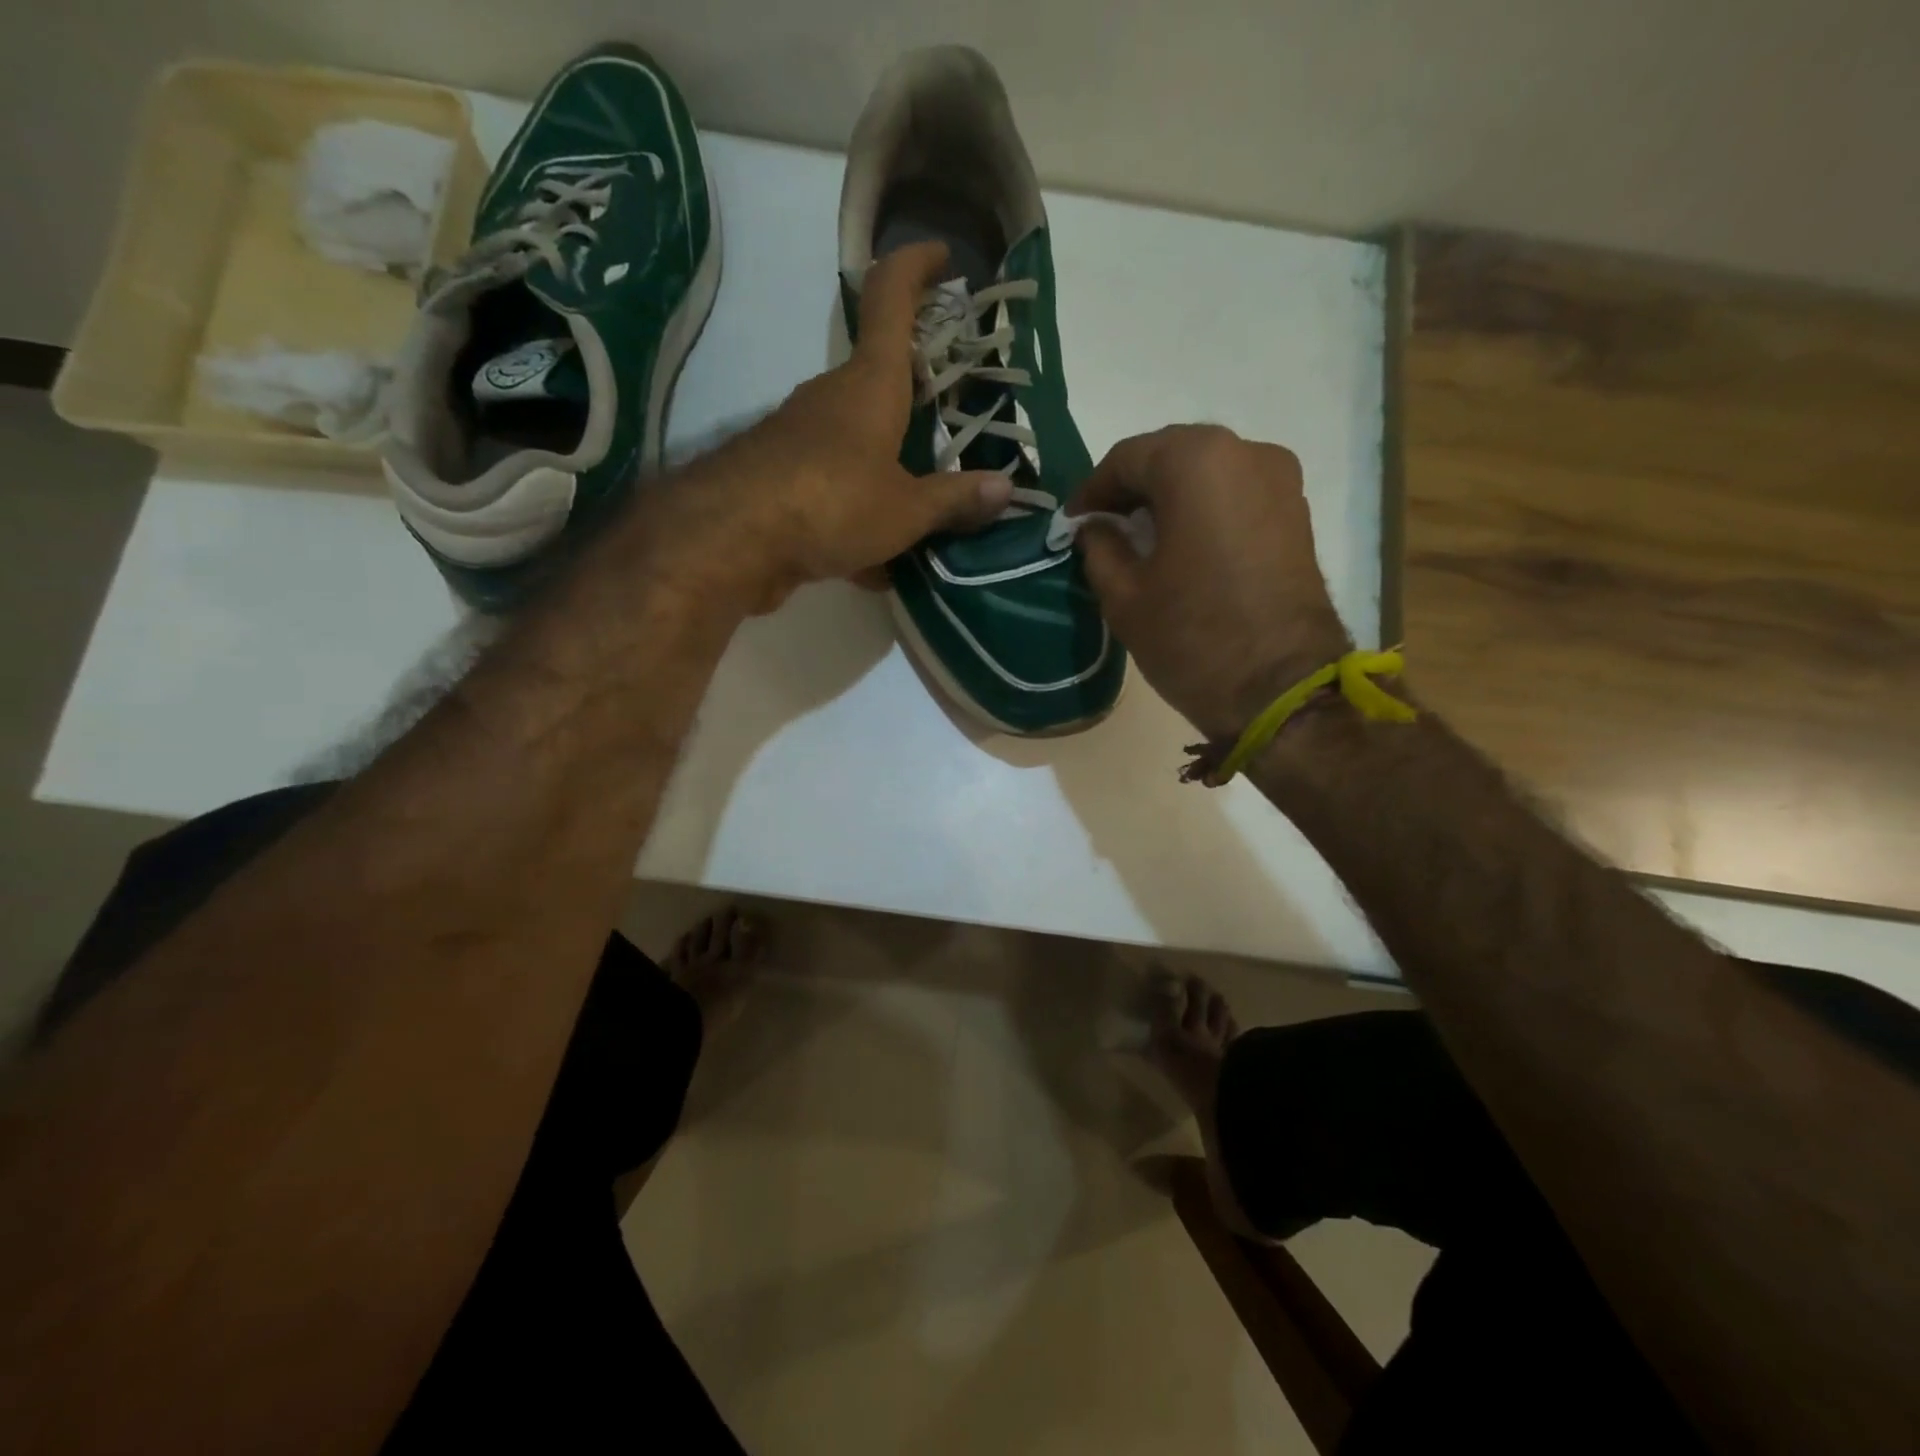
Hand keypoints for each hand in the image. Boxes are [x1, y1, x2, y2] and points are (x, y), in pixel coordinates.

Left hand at [642, 242, 1011, 614]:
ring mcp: (801, 437)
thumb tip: (1006, 490)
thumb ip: (954, 500)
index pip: (890, 298)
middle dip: (917, 398)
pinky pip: (835, 488)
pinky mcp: (782, 478)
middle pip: (880, 381)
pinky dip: (859, 516)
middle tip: (957, 426)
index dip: (916, 267)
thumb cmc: (831, 502)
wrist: (732, 542)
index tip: (943, 256)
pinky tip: (878, 565)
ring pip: (859, 443)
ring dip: (891, 469)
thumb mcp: (905, 510)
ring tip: (928, 514)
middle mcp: (833, 398)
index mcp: (871, 384)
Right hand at [1069, 426, 1351, 740]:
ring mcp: (1280, 480)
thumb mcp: (1124, 595)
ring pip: (1207, 472)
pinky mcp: (1298, 512)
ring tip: (1143, 538)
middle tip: (1105, 526)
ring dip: (1170, 498)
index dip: (1093, 490)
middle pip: (1171, 456)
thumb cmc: (1191, 637)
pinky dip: (1204, 509)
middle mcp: (1245, 452)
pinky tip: (1184, 546)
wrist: (1281, 688)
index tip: (1073, 523)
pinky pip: (1236, 494)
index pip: (1127, 458)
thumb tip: (1095, 528)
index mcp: (1195, 462)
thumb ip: (1100, 547)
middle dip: (1133, 488)